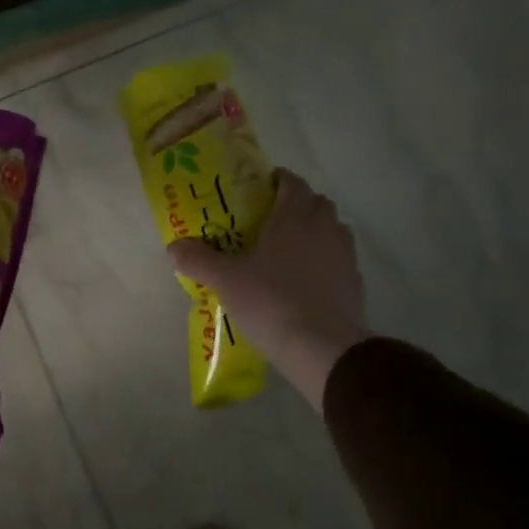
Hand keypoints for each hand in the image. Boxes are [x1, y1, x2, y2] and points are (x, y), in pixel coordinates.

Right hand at [168, 170, 368, 409]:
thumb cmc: (272, 302)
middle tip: (269, 222)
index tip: (259, 190)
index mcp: (293, 216)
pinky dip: (324, 260)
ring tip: (288, 251)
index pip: (291, 181)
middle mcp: (324, 227)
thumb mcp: (226, 281)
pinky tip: (306, 281)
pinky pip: (338, 259)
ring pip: (331, 229)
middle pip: (315, 202)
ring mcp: (344, 254)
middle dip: (296, 205)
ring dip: (314, 231)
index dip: (276, 180)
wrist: (324, 348)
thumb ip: (199, 260)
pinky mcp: (355, 281)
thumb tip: (173, 246)